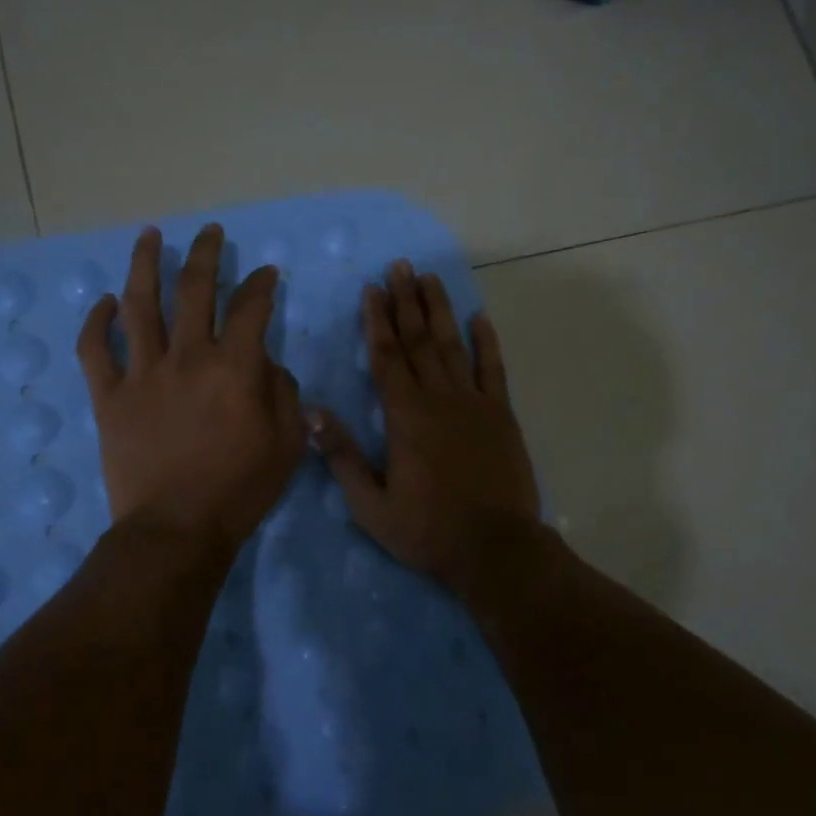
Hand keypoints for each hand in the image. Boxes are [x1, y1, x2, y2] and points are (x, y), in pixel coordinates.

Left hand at [78, 224, 304, 558]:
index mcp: (234, 367)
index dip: (260, 284)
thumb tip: (266, 364)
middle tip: (210, 233)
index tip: (265, 273)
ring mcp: (142, 374)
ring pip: (139, 304)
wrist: (176, 529)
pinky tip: (105, 302)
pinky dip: (97, 322)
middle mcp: (187, 357)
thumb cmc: (240, 489)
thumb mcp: (287, 443)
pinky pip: (95, 350)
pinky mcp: (108, 397)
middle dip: (205, 254)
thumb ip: (283, 392)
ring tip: (149, 235)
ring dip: (144, 264)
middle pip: (194, 289)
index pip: (250, 307)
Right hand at [310, 260, 540, 591]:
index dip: (377, 321)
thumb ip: (342, 458)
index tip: (371, 289)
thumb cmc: (427, 531)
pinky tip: (479, 318)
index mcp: (405, 417)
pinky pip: (493, 369)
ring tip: (430, 278)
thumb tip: (313, 414)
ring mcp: (475, 403)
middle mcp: (440, 399)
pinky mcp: (502, 415)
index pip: (387, 357)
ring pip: (453, 345)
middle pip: (419, 340)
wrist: (495, 549)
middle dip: (406, 301)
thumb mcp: (371, 506)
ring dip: (440, 310)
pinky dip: (486, 342)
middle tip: (400, 266)